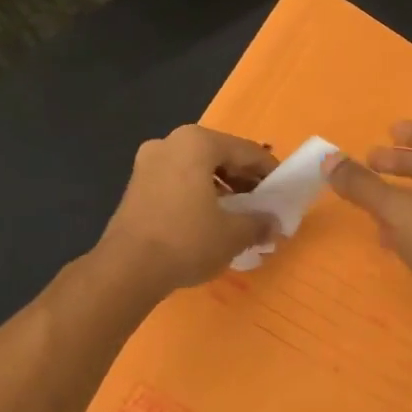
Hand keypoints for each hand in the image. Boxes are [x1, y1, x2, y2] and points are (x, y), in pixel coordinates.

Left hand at [95, 125, 278, 299]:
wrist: (127, 269)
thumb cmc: (186, 240)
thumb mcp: (233, 234)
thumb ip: (259, 223)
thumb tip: (274, 225)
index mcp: (196, 142)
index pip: (246, 151)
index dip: (269, 172)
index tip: (284, 191)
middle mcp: (170, 142)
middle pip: (219, 156)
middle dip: (243, 180)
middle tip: (262, 204)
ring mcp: (148, 162)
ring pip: (197, 169)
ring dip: (221, 188)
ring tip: (238, 215)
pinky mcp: (135, 185)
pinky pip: (177, 181)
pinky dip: (197, 194)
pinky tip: (209, 220)